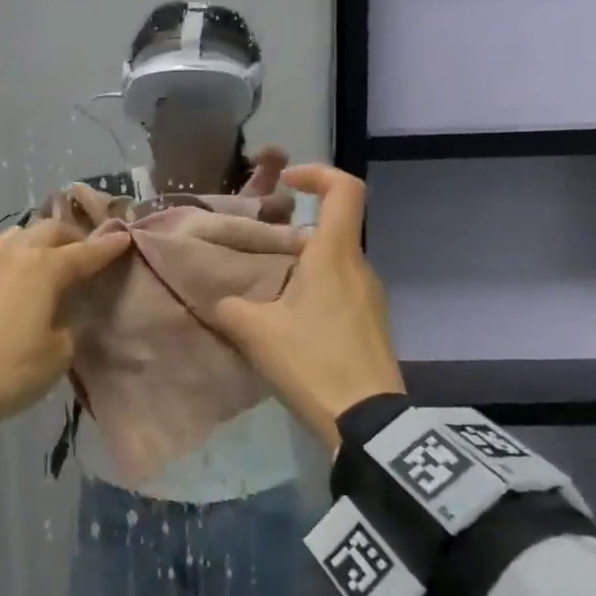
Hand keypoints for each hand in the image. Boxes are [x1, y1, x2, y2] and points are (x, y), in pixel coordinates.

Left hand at [0, 219, 131, 435]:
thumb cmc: (10, 370)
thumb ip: (70, 324)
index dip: (107, 246)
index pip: (85, 252)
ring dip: (38, 241)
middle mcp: (14, 255)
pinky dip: (13, 258)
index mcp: (44, 268)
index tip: (124, 237)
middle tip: (85, 251)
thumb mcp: (58, 354)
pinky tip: (13, 278)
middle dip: (72, 237)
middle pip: (49, 231)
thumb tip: (65, 312)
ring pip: (17, 235)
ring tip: (47, 258)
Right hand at [208, 165, 404, 451]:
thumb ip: (231, 308)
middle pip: (330, 231)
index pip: (345, 189)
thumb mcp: (257, 333)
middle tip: (255, 258)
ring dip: (301, 269)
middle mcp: (359, 267)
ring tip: (266, 297)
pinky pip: (341, 291)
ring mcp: (371, 297)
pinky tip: (290, 326)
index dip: (317, 174)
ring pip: (333, 264)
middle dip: (292, 236)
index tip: (287, 184)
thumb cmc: (313, 362)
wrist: (368, 422)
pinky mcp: (373, 324)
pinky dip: (314, 293)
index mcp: (334, 255)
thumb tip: (221, 303)